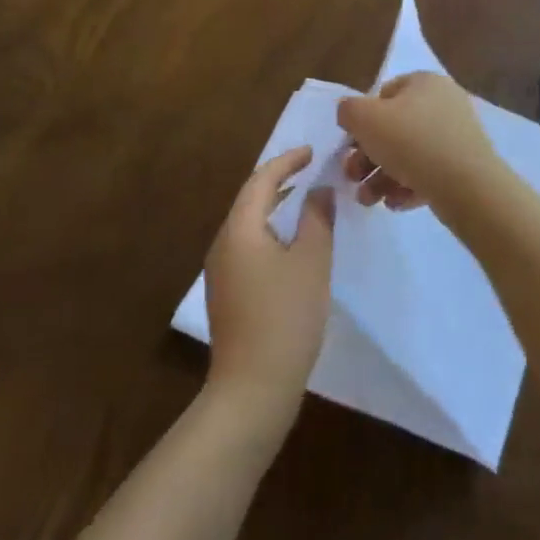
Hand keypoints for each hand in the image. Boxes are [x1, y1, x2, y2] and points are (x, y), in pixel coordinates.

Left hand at [202, 146, 334, 429]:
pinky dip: (268, 231)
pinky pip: (246, 245)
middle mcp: (222, 242)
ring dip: (274, 207)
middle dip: (279, 181)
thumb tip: (319, 190)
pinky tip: (289, 243)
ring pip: (247, 224)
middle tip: (310, 170)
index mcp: (239, 228)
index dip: (287, 161)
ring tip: (303, 200)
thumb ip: (317, 219)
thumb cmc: (286, 317)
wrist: (252, 387)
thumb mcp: (311, 262)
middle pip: (249, 199)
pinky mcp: (225, 292)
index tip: (311, 152)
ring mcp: (220, 270)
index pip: (261, 180)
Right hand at [337, 72, 500, 211]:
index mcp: (424, 82)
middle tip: (352, 177)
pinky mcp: (465, 166)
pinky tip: (395, 204)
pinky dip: (407, 186)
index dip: (362, 120)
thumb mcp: (364, 118)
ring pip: (408, 155)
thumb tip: (349, 113)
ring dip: (381, 177)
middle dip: (367, 157)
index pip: (383, 94)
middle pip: (394, 129)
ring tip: (369, 200)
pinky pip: (428, 173)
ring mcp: (457, 136)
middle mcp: (444, 103)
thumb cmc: (411, 142)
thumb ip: (348, 110)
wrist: (467, 186)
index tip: (350, 145)